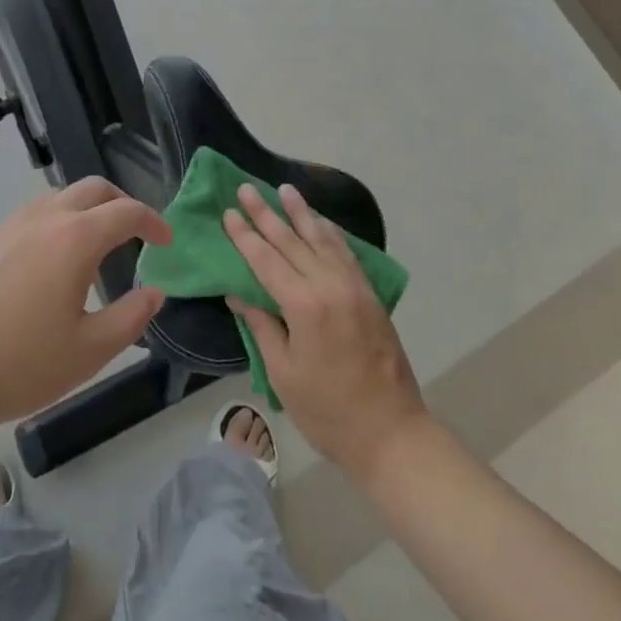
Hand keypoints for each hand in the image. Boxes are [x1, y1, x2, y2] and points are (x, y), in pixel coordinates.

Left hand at [0, 178, 171, 438]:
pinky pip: (30, 218)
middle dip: (122, 203)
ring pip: (58, 199)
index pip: (127, 211)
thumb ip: (131, 318)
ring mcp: (7, 227)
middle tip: (135, 232)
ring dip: (86, 211)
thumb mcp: (88, 352)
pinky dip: (54, 225)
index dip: (154, 222)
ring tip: (93, 247)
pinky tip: (46, 267)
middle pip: (93, 189)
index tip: (166, 240)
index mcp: (75, 238)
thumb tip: (154, 292)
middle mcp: (43, 219)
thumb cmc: (17, 365)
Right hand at [223, 183, 428, 483]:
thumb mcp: (283, 373)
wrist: (391, 432)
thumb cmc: (327, 410)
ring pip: (322, 239)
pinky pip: (346, 253)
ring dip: (301, 213)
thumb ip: (262, 326)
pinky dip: (330, 233)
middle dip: (267, 214)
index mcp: (304, 305)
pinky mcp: (370, 295)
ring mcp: (354, 287)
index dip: (245, 235)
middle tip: (247, 188)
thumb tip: (239, 294)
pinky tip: (320, 222)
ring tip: (285, 190)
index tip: (229, 211)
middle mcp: (329, 285)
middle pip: (292, 241)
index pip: (266, 260)